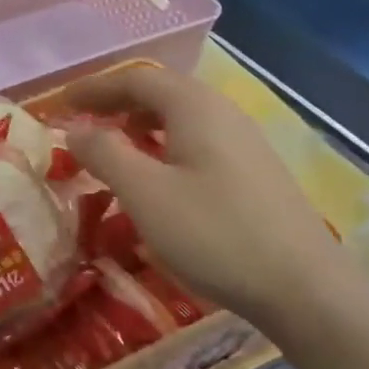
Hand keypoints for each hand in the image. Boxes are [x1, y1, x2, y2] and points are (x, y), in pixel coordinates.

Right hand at [60, 65, 356, 329]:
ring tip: (114, 149)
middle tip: (83, 124)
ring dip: (141, 126)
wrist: (306, 290)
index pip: (136, 79)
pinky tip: (158, 179)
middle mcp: (223, 113)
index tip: (62, 103)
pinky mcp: (255, 173)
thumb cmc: (215, 233)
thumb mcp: (145, 193)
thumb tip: (75, 129)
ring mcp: (245, 143)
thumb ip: (104, 153)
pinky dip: (165, 146)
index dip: (95, 88)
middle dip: (117, 104)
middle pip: (161, 93)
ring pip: (181, 119)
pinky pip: (198, 142)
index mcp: (195, 107)